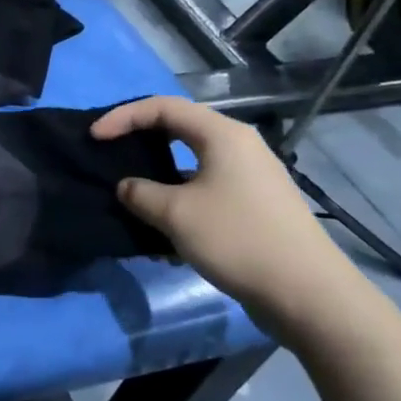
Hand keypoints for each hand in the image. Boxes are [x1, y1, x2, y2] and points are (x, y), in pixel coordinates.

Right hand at [91, 97, 363, 336]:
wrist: (305, 292)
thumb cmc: (237, 239)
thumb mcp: (175, 214)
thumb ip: (141, 193)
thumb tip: (127, 187)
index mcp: (223, 135)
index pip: (163, 108)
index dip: (124, 117)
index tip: (95, 137)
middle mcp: (239, 147)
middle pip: (180, 128)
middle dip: (140, 139)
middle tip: (110, 153)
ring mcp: (250, 177)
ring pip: (192, 162)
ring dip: (158, 174)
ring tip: (130, 192)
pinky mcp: (254, 205)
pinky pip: (205, 188)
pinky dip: (178, 198)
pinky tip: (162, 227)